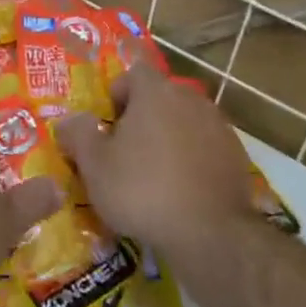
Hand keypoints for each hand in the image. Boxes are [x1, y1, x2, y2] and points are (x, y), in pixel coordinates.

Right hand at [57, 67, 255, 258]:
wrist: (210, 233)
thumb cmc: (142, 190)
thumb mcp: (95, 166)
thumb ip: (78, 135)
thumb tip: (68, 121)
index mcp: (156, 93)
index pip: (134, 73)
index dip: (118, 93)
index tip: (108, 124)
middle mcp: (191, 99)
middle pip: (161, 97)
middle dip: (142, 117)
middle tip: (125, 151)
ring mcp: (219, 126)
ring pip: (184, 122)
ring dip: (169, 138)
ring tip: (154, 175)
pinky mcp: (237, 155)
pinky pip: (205, 146)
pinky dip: (192, 159)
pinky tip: (181, 190)